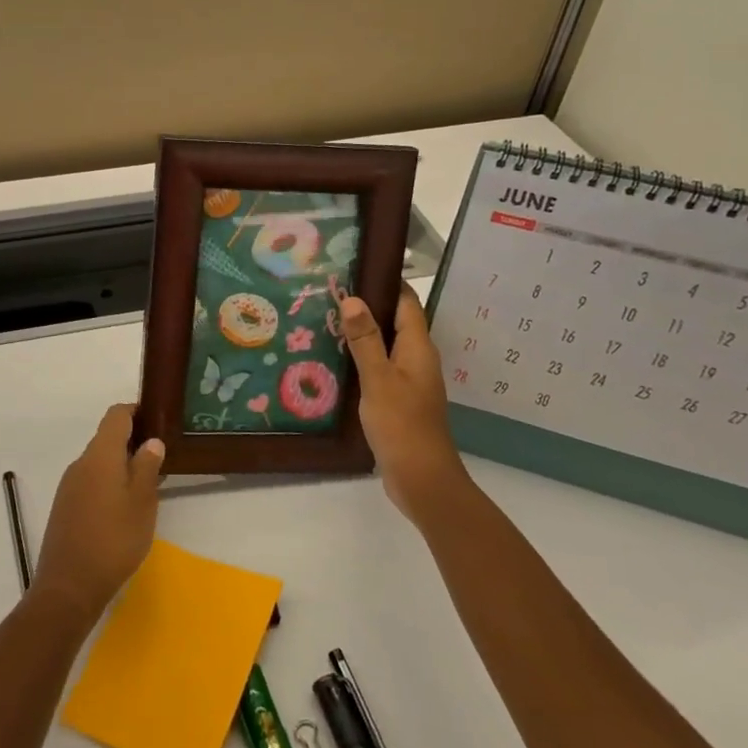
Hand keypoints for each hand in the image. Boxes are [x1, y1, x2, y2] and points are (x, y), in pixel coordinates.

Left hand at [30, 404, 164, 626]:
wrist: (68, 587)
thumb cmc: (113, 540)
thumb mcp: (142, 503)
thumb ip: (147, 467)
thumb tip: (151, 441)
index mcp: (100, 455)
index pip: (116, 415)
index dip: (137, 411)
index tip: (158, 420)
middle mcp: (80, 463)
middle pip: (107, 438)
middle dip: (133, 442)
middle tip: (161, 458)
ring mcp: (69, 486)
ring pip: (99, 462)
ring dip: (121, 465)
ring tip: (148, 485)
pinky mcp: (65, 507)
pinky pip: (90, 482)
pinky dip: (109, 483)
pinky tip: (124, 508)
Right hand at [341, 287, 471, 523]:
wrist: (422, 480)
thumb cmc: (402, 424)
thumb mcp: (378, 379)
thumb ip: (366, 339)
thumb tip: (354, 298)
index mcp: (418, 348)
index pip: (406, 302)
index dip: (385, 282)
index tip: (355, 267)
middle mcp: (418, 359)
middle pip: (395, 322)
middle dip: (367, 306)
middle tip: (329, 293)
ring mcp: (410, 381)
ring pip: (386, 346)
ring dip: (362, 334)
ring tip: (325, 321)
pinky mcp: (400, 401)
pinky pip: (380, 369)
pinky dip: (362, 360)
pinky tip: (336, 362)